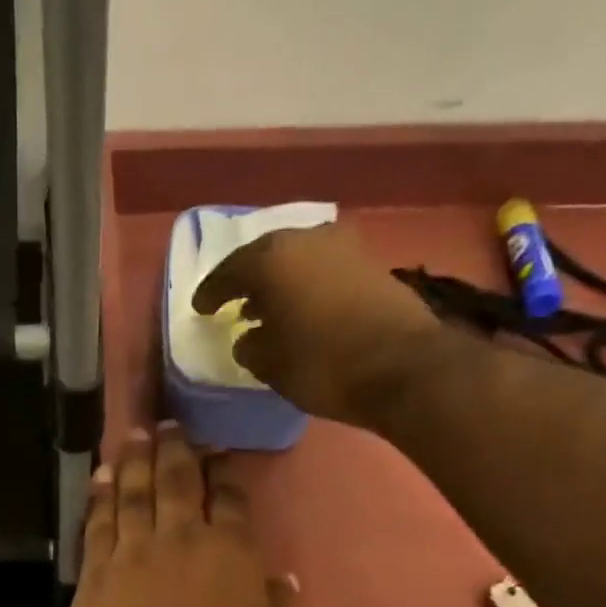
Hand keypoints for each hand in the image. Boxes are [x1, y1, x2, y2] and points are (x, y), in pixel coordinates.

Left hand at [67, 427, 293, 606]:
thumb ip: (277, 606)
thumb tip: (283, 577)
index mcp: (230, 552)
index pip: (230, 498)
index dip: (225, 471)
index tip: (219, 453)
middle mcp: (181, 538)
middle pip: (177, 481)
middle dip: (174, 448)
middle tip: (169, 423)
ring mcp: (133, 552)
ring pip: (132, 493)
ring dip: (133, 460)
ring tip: (133, 435)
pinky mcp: (96, 572)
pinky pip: (97, 524)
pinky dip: (98, 496)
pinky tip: (99, 476)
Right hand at [192, 222, 437, 421]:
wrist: (404, 366)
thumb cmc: (323, 364)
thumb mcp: (271, 364)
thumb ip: (250, 347)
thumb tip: (248, 337)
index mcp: (271, 259)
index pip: (229, 272)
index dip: (211, 293)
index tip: (201, 309)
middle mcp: (306, 239)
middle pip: (265, 256)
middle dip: (247, 280)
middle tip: (233, 301)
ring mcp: (344, 247)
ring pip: (298, 260)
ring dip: (280, 282)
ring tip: (267, 308)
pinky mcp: (371, 264)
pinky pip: (323, 270)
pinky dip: (307, 286)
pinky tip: (302, 309)